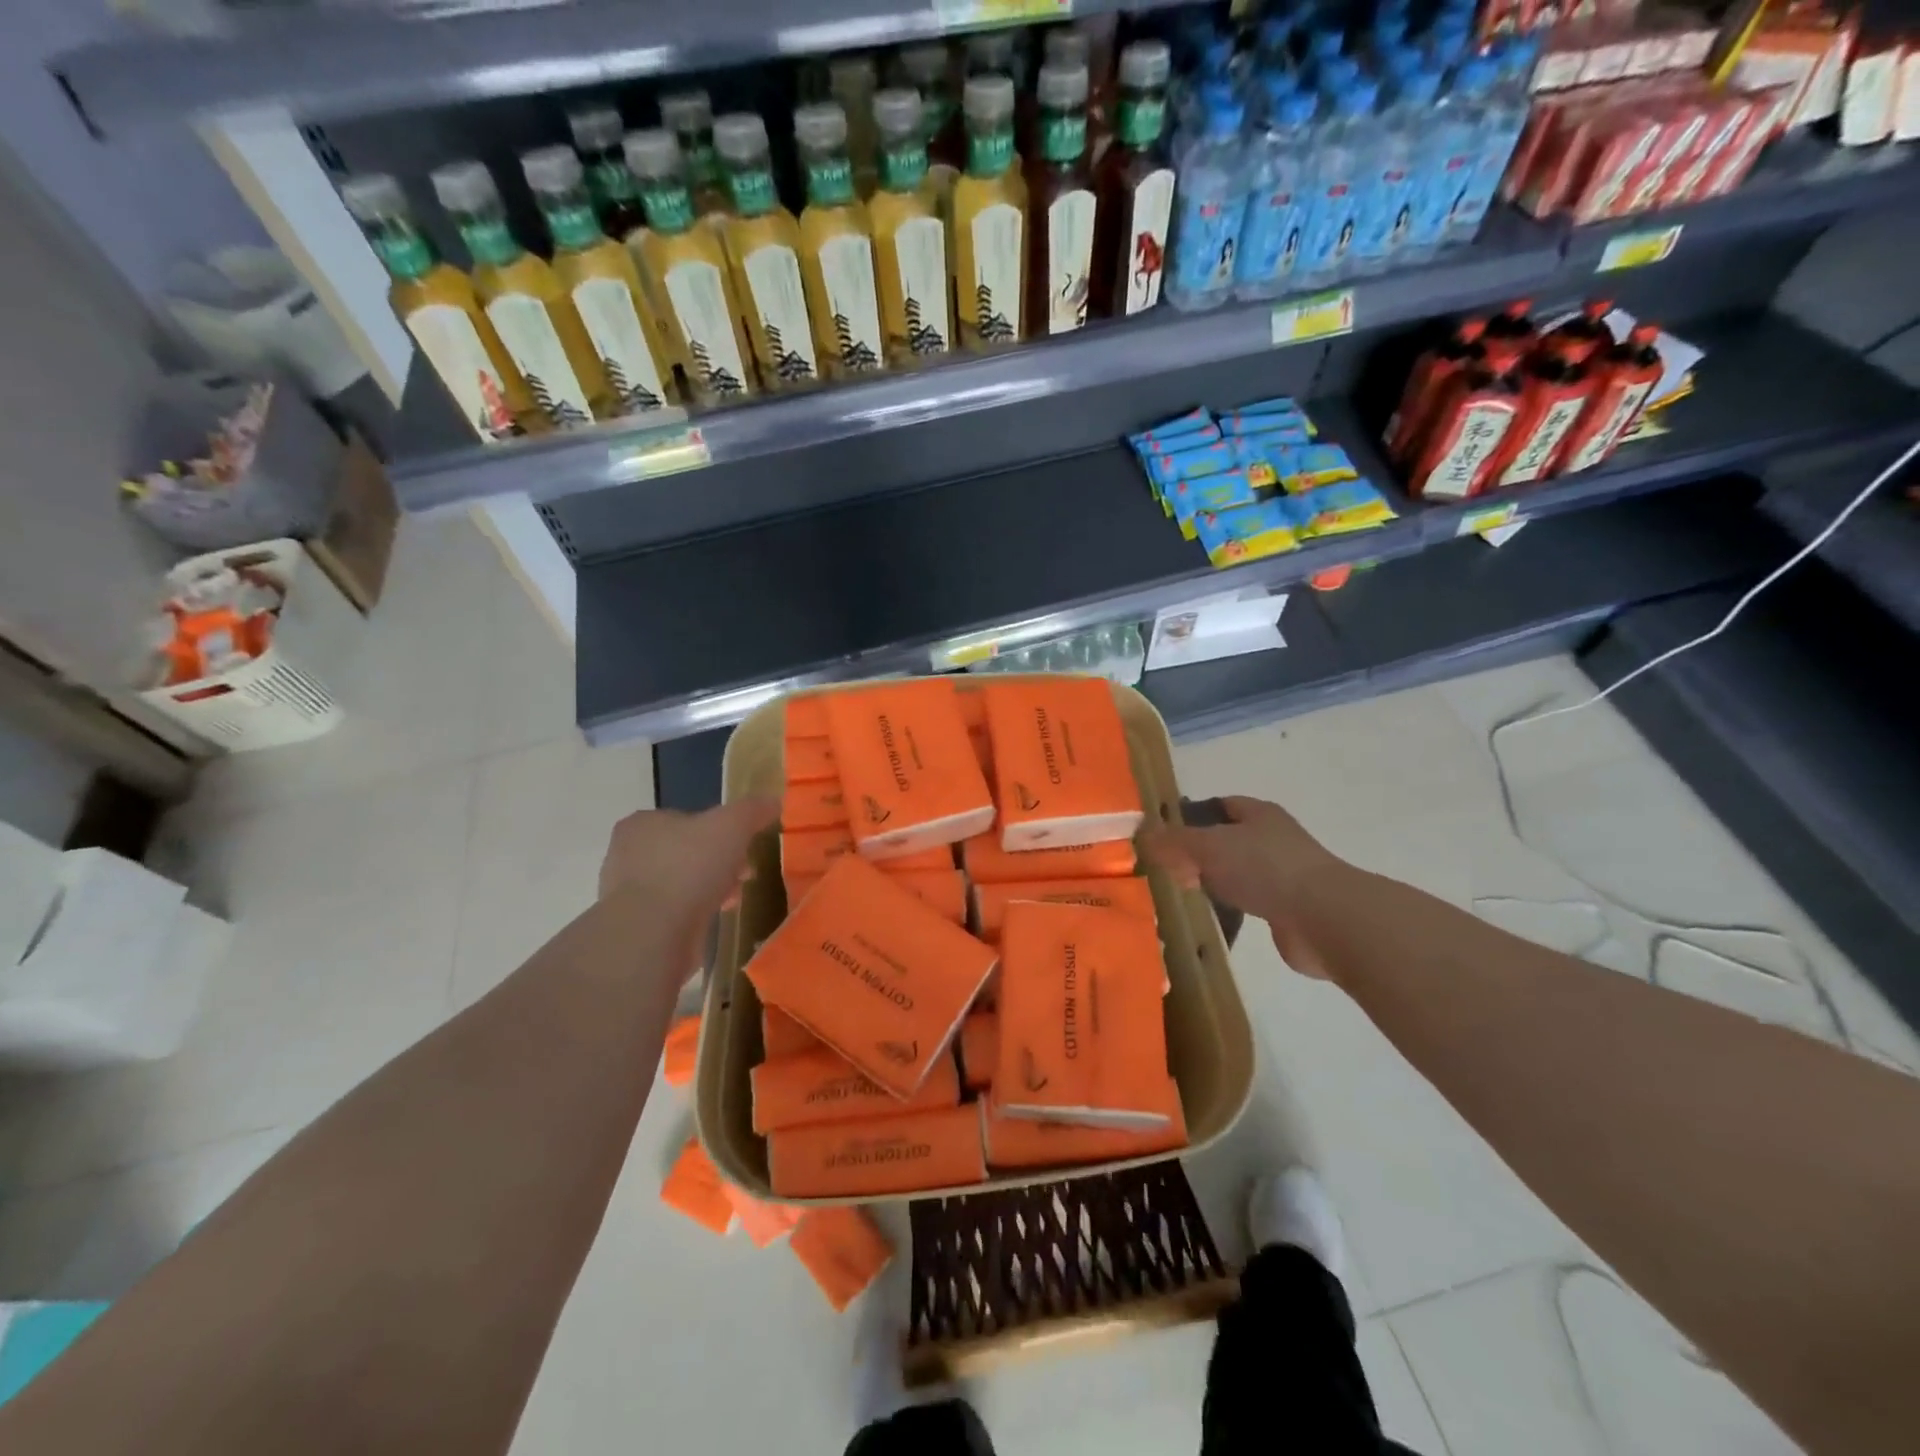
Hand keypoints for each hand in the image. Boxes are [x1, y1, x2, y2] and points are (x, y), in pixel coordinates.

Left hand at [599, 797, 778, 924]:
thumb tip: (773, 801)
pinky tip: (714, 919)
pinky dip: (696, 913)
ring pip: (682, 882)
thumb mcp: (732, 825)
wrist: (654, 934)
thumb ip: (753, 809)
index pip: (688, 819)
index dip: (721, 831)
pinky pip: (675, 911)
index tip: (744, 847)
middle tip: (744, 874)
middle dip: (719, 862)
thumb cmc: (690, 868)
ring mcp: (628, 892)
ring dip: (710, 888)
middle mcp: (627, 854)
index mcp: (643, 823)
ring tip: (733, 899)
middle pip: (688, 851)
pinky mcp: (636, 925)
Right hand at [1143, 796, 1347, 979]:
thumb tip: (1142, 834)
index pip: (1221, 805)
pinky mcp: (1289, 909)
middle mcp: (1274, 839)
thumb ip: (1174, 841)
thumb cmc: (1264, 869)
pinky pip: (1251, 901)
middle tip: (1168, 868)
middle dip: (1200, 852)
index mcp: (1259, 814)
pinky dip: (1233, 907)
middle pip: (1228, 840)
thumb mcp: (1208, 847)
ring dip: (1216, 881)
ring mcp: (1284, 875)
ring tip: (1185, 893)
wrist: (1323, 918)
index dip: (1193, 815)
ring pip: (1239, 872)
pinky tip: (1214, 916)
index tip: (1165, 834)